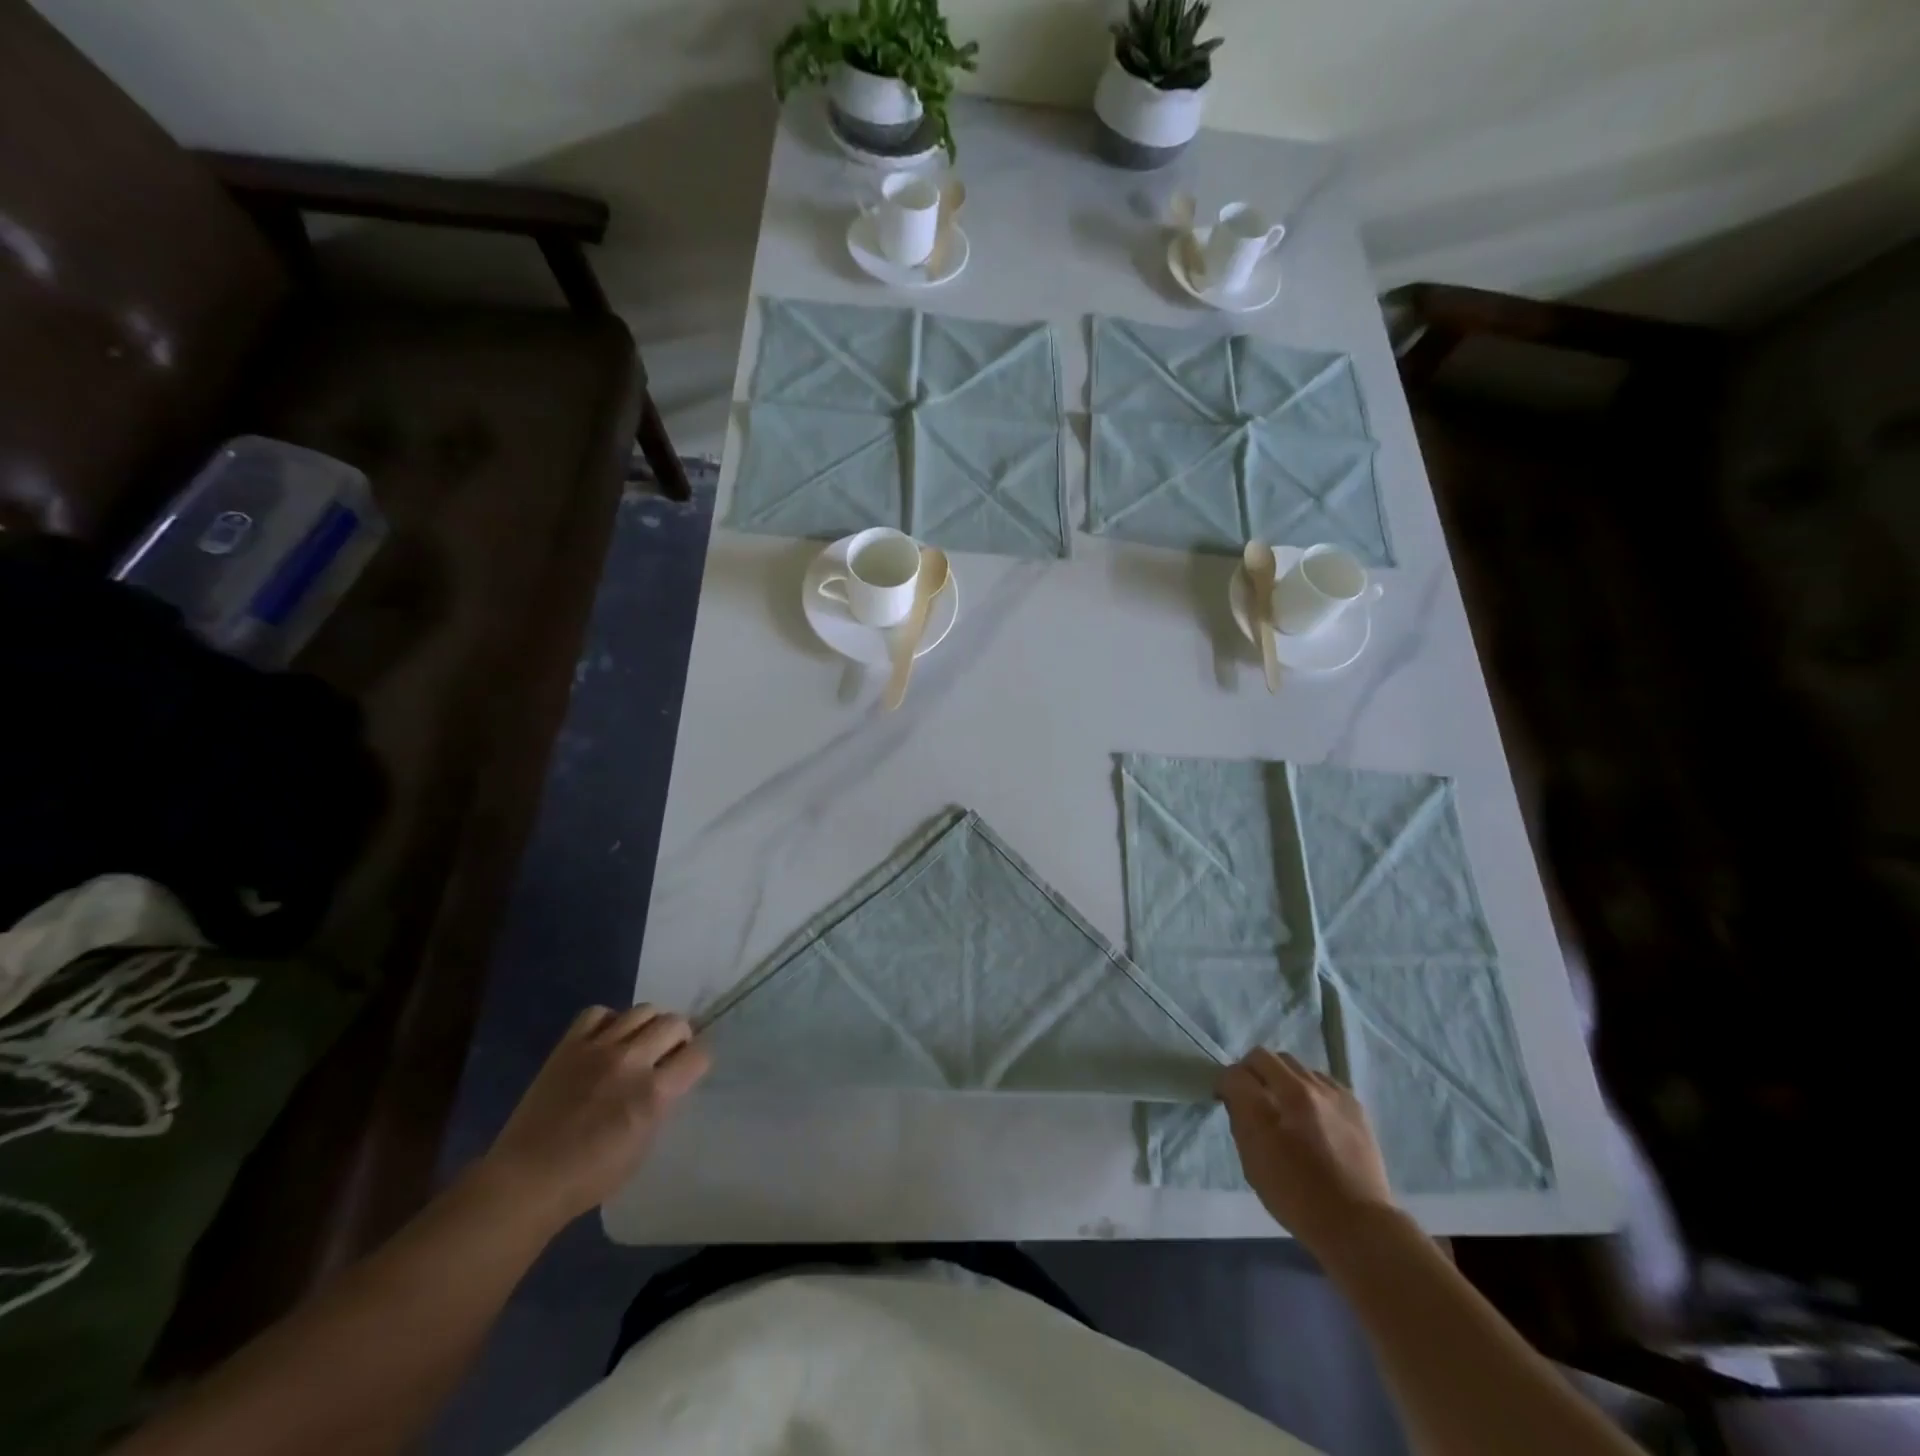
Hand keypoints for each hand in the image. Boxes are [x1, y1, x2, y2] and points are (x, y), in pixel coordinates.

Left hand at [478, 1005, 709, 1231]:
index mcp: (654, 1094)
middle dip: (678, 1037)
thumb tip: (669, 1080)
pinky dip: (609, 1021)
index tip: (689, 1069)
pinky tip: (605, 1040)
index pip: (698, 1054)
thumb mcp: (643, 1146)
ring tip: (637, 1044)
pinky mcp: (569, 1046)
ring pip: (642, 1010)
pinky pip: (598, 1012)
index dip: (698, 1060)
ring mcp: (598, 1049)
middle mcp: (631, 1061)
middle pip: (674, 1023)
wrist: (527, 1180)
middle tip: (666, 1055)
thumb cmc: (589, 1177)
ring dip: (648, 1025)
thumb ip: (661, 1104)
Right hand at [1218, 1049, 1394, 1254]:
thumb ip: (1240, 1122)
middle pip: (1261, 1056)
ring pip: (1291, 1063)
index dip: (1226, 1084)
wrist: (1357, 1222)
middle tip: (1253, 1094)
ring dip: (1280, 1077)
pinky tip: (1312, 1111)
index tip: (1227, 1098)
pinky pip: (1319, 1078)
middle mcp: (1295, 1090)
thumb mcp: (1252, 1164)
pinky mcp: (1351, 1100)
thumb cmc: (1295, 1200)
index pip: (1234, 1074)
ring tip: (1285, 1103)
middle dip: (1251, 1071)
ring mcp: (1327, 1092)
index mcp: (1266, 1109)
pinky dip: (1308, 1087)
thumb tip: (1237, 1099)